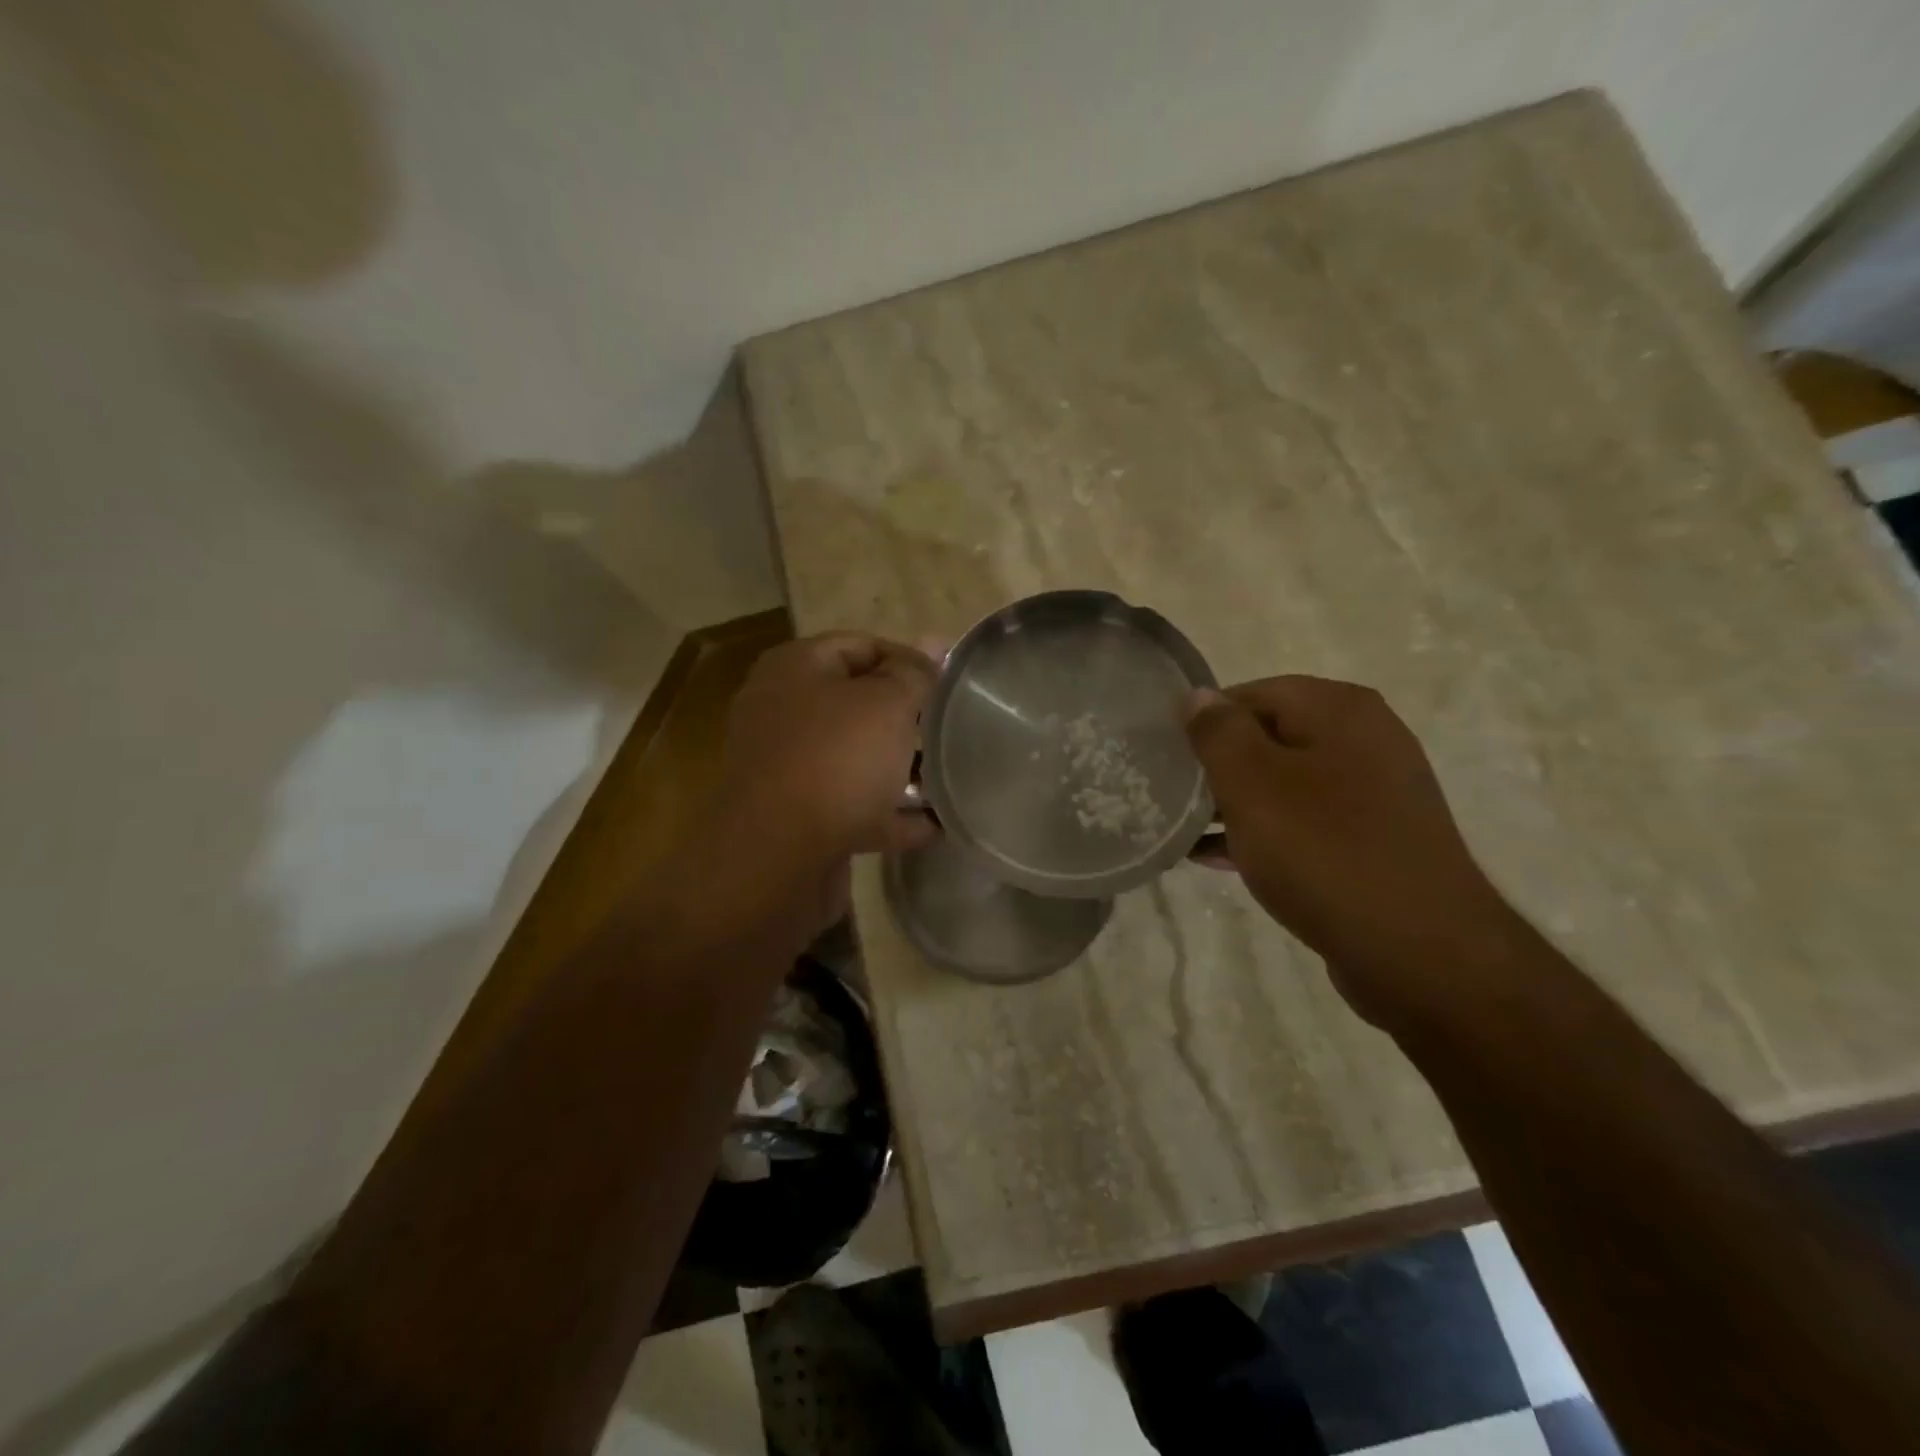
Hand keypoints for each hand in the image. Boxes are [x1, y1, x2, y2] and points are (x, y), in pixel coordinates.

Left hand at [718, 633, 937, 863]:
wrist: (774, 860)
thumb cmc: (835, 761)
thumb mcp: (886, 704)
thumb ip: (913, 674)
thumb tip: (934, 641)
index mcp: (796, 669)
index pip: (861, 646)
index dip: (909, 659)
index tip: (950, 685)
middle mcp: (785, 713)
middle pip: (857, 704)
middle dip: (907, 717)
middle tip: (951, 728)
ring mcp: (790, 770)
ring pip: (857, 758)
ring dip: (901, 768)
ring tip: (951, 775)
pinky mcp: (800, 820)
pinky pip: (856, 808)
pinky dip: (892, 815)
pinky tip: (936, 826)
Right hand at [1185, 676, 1523, 1019]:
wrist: (1421, 954)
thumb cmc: (1325, 852)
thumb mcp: (1253, 783)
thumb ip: (1218, 732)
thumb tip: (1198, 696)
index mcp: (1341, 711)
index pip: (1253, 693)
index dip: (1205, 720)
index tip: (1167, 754)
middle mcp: (1365, 741)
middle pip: (1269, 738)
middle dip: (1216, 766)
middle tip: (1171, 794)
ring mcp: (1375, 795)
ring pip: (1284, 785)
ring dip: (1233, 804)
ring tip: (1184, 829)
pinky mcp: (1373, 843)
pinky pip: (1304, 825)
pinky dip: (1263, 835)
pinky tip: (1218, 860)